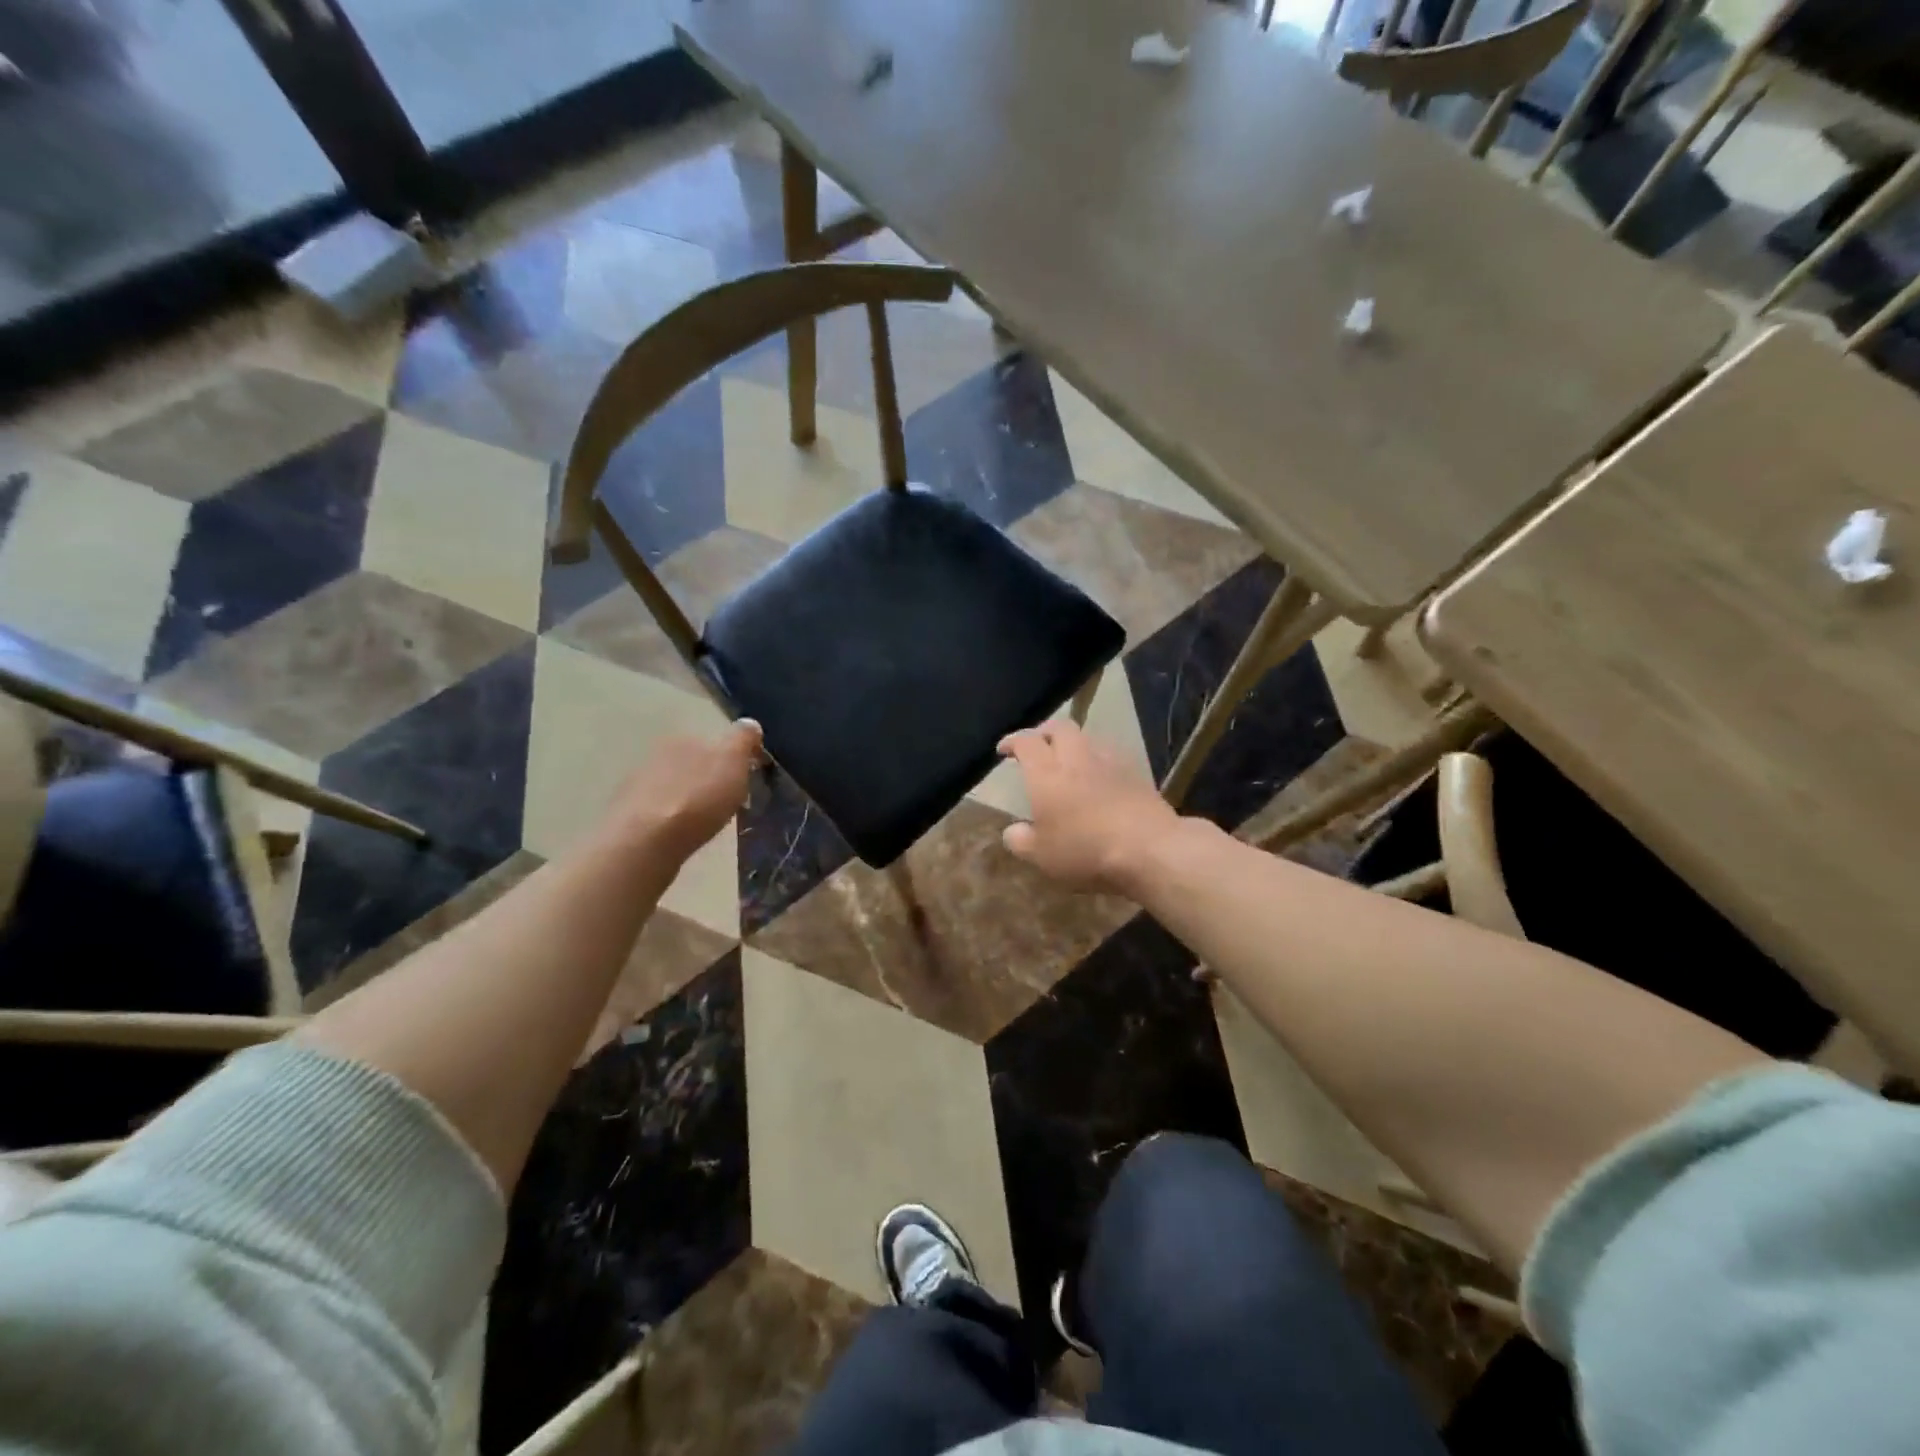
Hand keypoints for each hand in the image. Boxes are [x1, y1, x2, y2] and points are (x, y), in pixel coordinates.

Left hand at [612, 719, 762, 858]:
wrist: (646, 841)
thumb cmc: (698, 797)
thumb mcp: (733, 760)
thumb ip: (743, 739)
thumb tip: (749, 724)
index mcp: (683, 738)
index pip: (713, 741)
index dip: (732, 759)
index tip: (746, 779)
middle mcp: (656, 755)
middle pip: (692, 764)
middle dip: (710, 779)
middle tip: (729, 802)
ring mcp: (637, 786)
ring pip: (675, 787)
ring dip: (690, 799)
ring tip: (707, 822)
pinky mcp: (629, 816)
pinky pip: (660, 812)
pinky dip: (673, 819)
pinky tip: (683, 834)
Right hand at [996, 721, 1180, 895]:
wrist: (1148, 847)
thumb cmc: (1085, 850)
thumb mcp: (1042, 856)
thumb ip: (1021, 841)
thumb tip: (1013, 831)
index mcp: (1046, 773)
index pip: (1026, 742)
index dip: (1012, 741)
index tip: (1004, 749)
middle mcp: (1076, 758)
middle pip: (1058, 728)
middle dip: (1044, 732)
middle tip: (1037, 747)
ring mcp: (1109, 762)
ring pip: (1086, 738)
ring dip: (1073, 744)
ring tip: (1068, 761)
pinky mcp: (1135, 772)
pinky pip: (1110, 755)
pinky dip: (1097, 760)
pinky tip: (1098, 778)